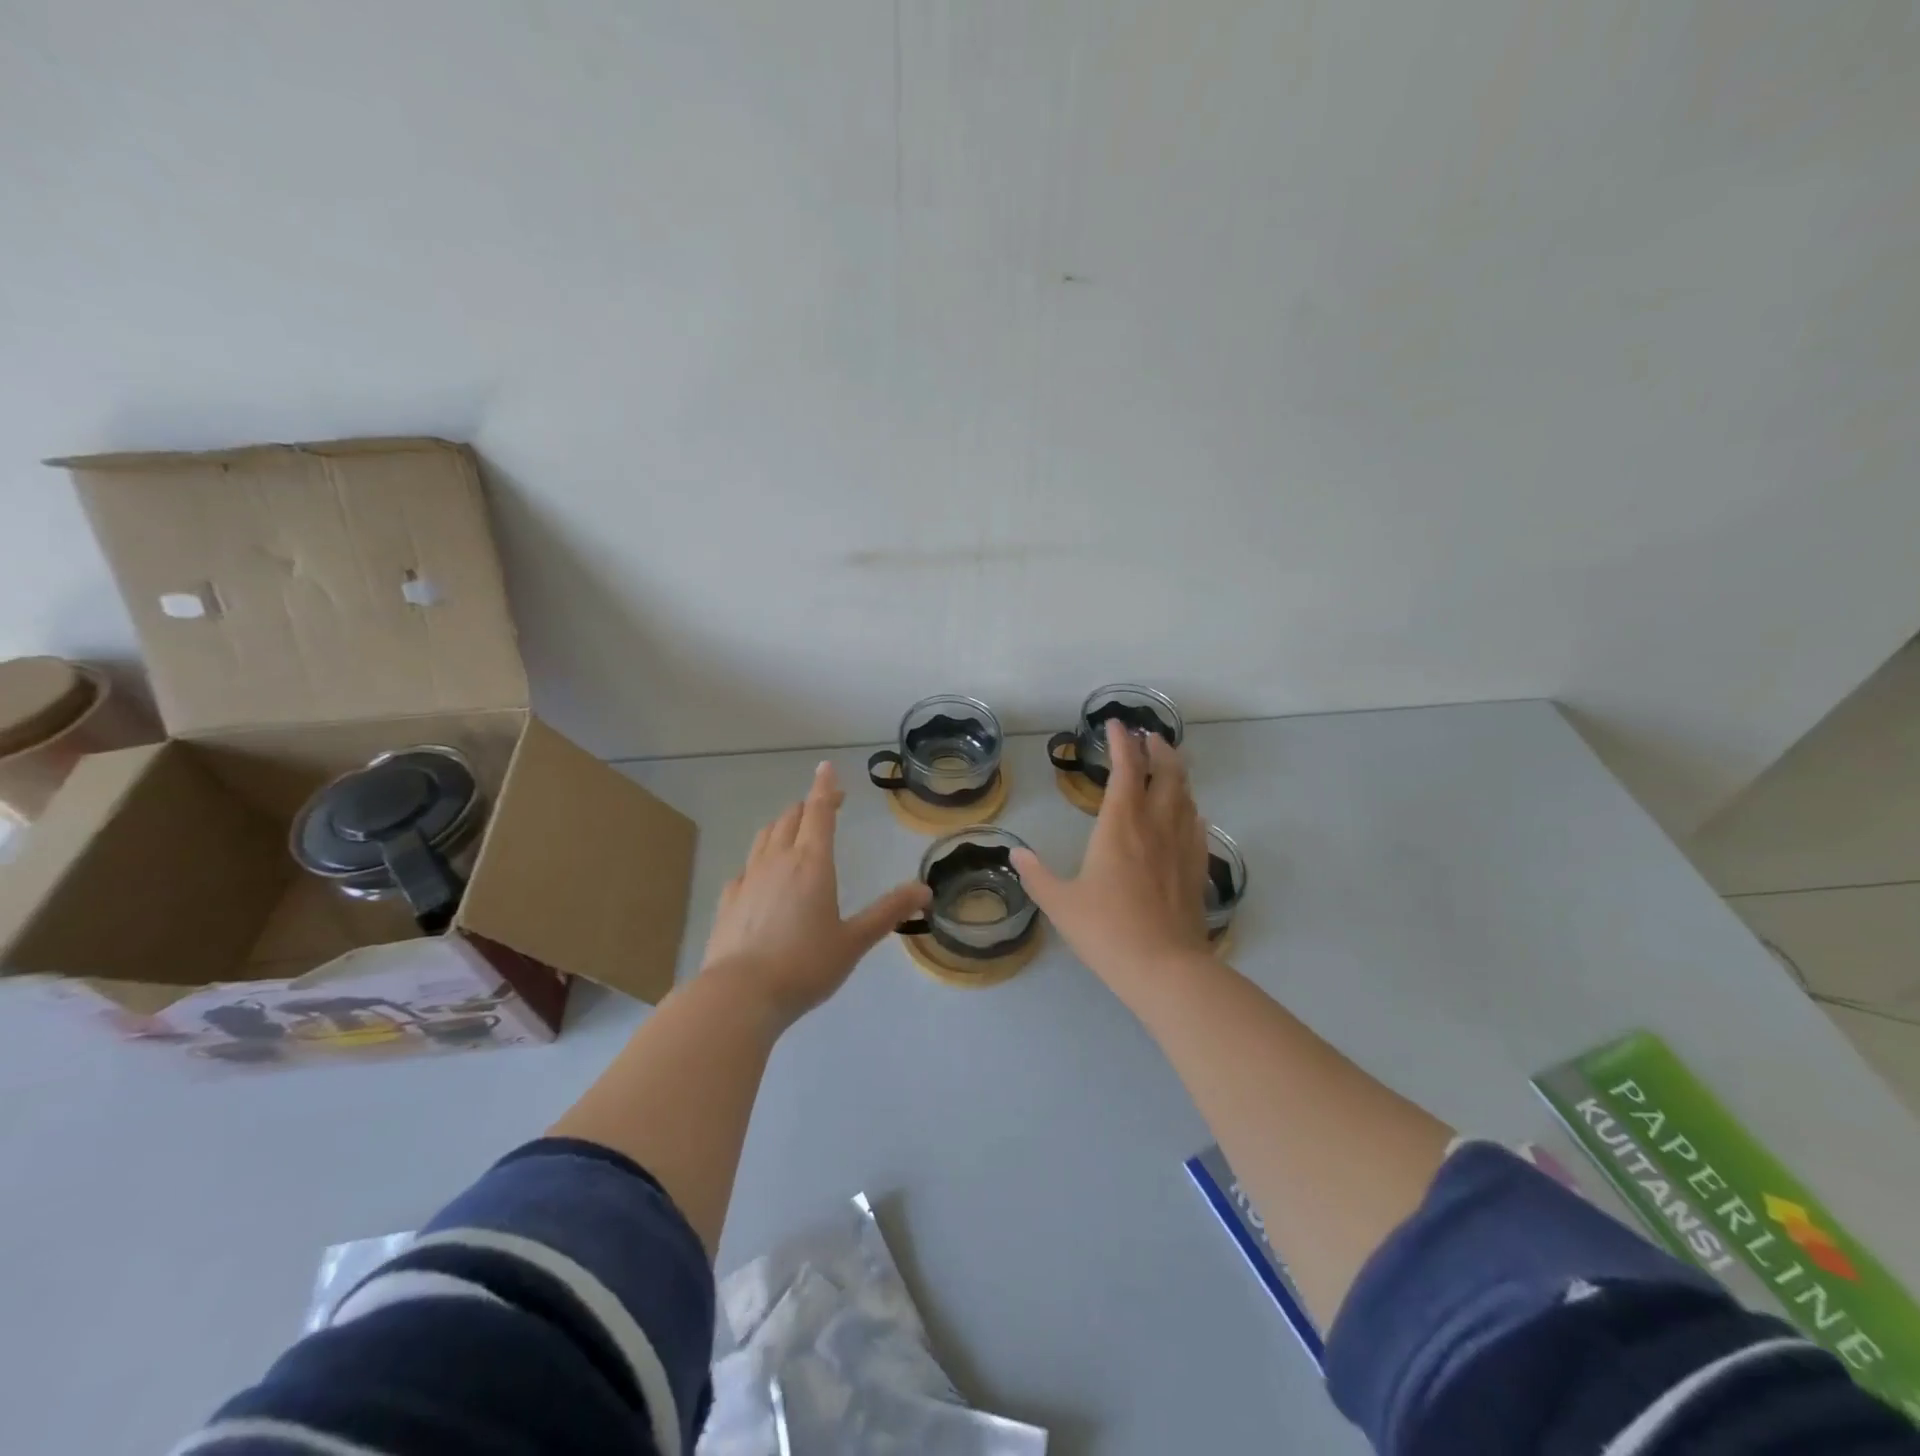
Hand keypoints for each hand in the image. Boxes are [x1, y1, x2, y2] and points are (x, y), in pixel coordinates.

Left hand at [701, 761, 929, 1025]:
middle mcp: (778, 861)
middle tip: (826, 806)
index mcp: (812, 863)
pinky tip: (763, 875)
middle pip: (791, 818)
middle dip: (809, 806)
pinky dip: (761, 858)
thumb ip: (888, 912)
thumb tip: (924, 889)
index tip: (827, 767)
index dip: (825, 787)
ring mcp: (748, 878)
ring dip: (783, 825)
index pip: (819, 811)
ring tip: (795, 830)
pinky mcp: (728, 899)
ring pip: (765, 836)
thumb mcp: (854, 941)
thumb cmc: (804, 965)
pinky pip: (747, 866)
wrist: (739, 995)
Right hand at [1012, 720, 1212, 990]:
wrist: (1165, 967)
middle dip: (1158, 748)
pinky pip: (1197, 823)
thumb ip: (1037, 875)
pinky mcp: (1197, 866)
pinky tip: (1186, 813)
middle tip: (1149, 737)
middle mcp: (1156, 824)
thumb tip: (1016, 853)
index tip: (1116, 724)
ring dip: (1176, 772)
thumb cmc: (1106, 930)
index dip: (1122, 742)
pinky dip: (1189, 806)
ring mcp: (1183, 844)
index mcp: (1121, 824)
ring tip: (1167, 765)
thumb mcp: (1060, 903)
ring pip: (1186, 793)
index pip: (1126, 768)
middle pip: (1167, 771)